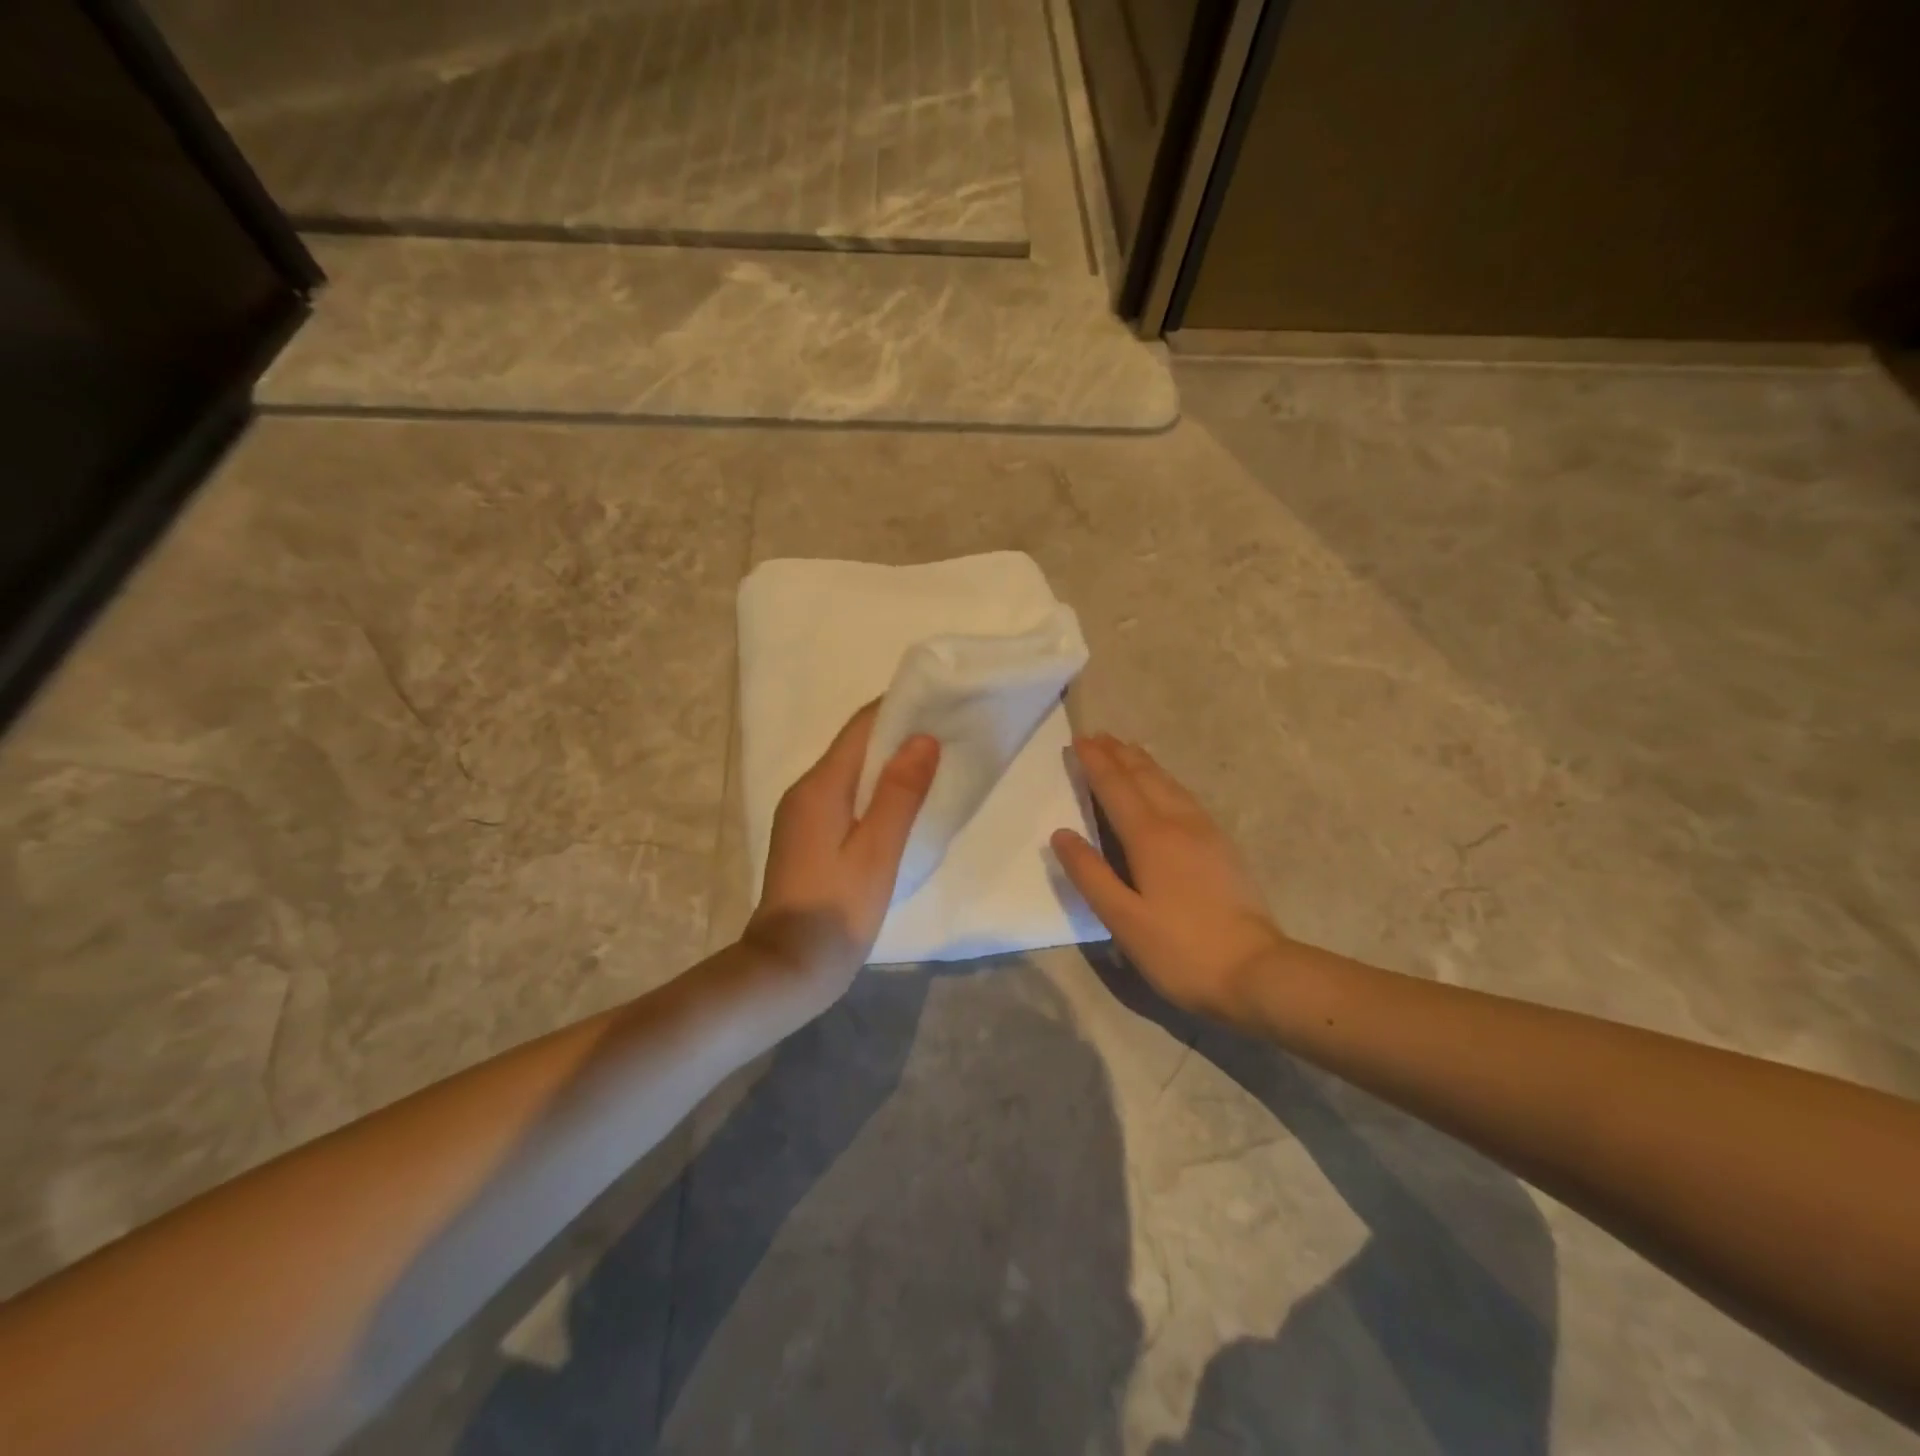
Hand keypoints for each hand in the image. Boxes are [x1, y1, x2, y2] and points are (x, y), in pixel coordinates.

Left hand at [744, 702, 939, 1003]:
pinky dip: (875, 792)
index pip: (861, 727)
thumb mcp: (877, 850)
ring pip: (851, 774)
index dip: (899, 709)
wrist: (788, 968)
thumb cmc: (837, 909)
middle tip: (948, 733)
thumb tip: (923, 738)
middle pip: (855, 747)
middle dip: (898, 735)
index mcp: (821, 786)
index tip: (940, 703)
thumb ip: (901, 793)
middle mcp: (806, 791)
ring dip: (888, 765)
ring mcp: (802, 816)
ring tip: (934, 765)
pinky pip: (845, 798)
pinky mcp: (807, 838)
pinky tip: (901, 806)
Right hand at [1052, 733, 1286, 1023]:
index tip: (1078, 740)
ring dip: (1144, 763)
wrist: (1257, 971)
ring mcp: (1207, 832)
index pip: (1116, 788)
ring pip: (1170, 784)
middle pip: (1145, 777)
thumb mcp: (1123, 919)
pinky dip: (1166, 781)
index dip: (1095, 763)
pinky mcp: (1223, 847)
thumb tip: (1060, 833)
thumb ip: (1090, 874)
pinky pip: (1187, 797)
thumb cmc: (1181, 949)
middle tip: (1098, 736)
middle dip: (1119, 754)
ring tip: (1127, 749)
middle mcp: (1179, 823)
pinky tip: (1167, 788)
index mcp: (1150, 837)